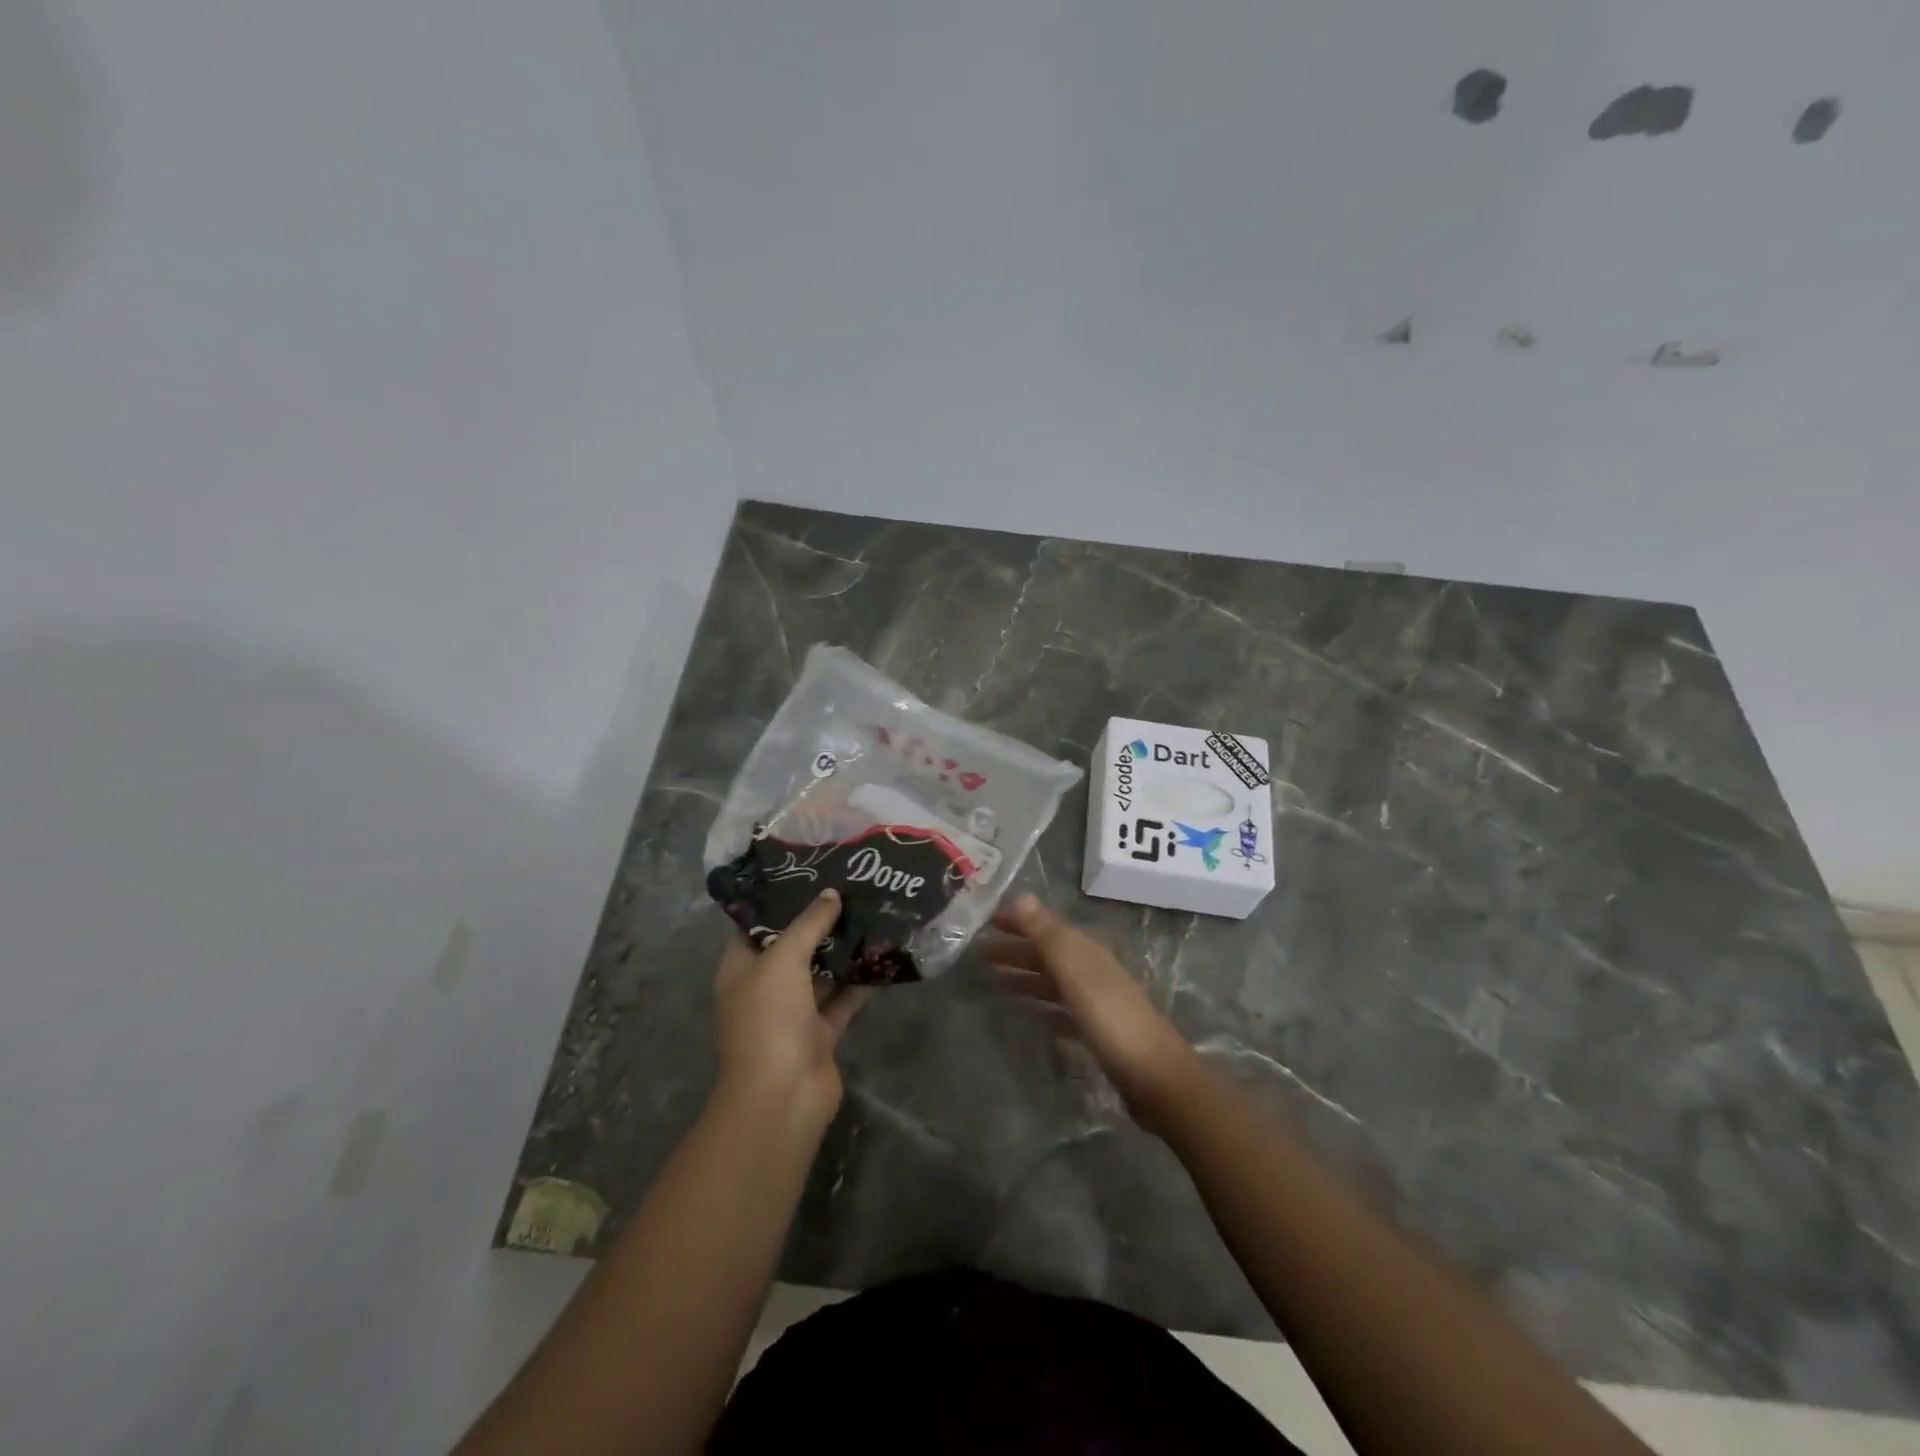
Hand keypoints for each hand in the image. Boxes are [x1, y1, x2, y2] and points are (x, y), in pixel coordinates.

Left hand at [713, 890, 870, 1129]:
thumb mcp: (783, 961)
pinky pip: (842, 999)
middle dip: (818, 922)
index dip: (778, 901)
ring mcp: (793, 1013)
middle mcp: (765, 989)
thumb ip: (808, 925)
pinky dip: (859, 982)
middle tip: (850, 888)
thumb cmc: (769, 1020)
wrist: (784, 1096)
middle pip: (792, 947)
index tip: (809, 874)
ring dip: (842, 950)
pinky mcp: (821, 1033)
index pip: (755, 926)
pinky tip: (882, 954)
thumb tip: (831, 894)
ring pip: (820, 973)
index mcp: (741, 970)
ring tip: (871, 912)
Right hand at [984, 894, 1196, 1128]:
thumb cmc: (1109, 1016)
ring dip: (1024, 976)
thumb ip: (1047, 933)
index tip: (984, 921)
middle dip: (1015, 950)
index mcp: (1085, 950)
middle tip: (978, 954)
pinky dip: (1040, 1005)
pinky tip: (1026, 1014)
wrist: (1153, 1075)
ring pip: (1051, 981)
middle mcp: (1090, 969)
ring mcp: (1095, 1001)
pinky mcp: (1096, 1032)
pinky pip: (1059, 1010)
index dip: (1017, 921)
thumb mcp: (1074, 969)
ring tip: (993, 981)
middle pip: (1046, 953)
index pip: (1045, 926)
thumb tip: (1020, 896)